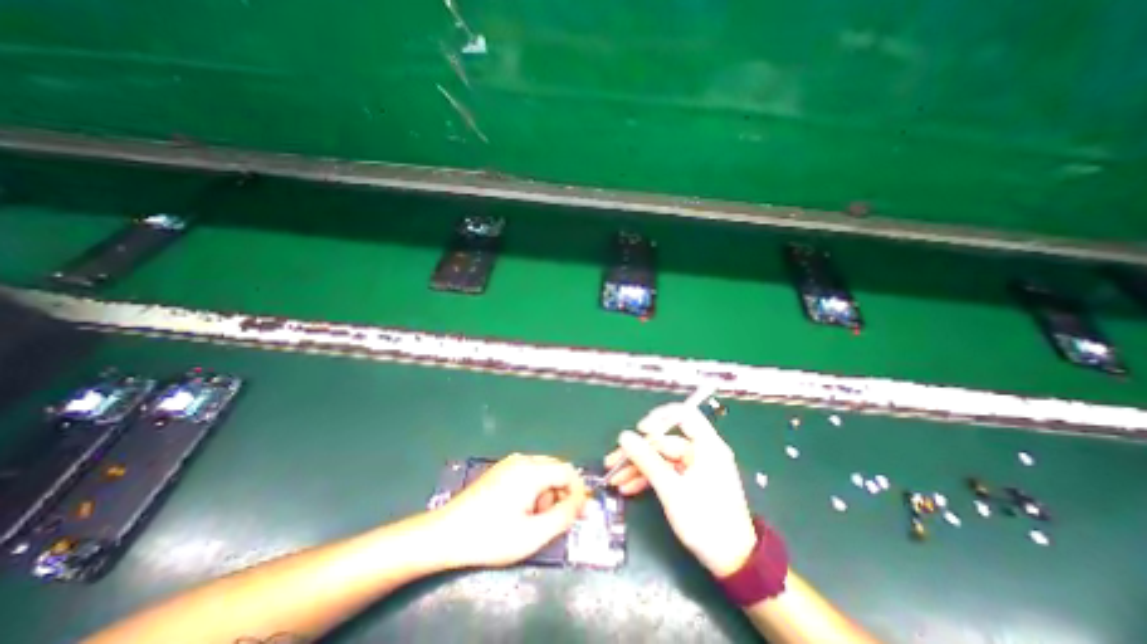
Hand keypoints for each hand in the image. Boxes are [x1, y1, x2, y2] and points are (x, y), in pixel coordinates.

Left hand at [433, 452, 586, 567]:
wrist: (446, 533)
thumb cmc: (490, 536)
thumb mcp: (532, 534)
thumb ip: (562, 516)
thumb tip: (582, 502)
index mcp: (532, 471)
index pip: (568, 471)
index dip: (578, 491)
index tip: (579, 514)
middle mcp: (523, 459)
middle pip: (556, 469)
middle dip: (562, 492)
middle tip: (557, 520)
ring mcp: (510, 462)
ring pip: (543, 470)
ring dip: (548, 491)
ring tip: (536, 519)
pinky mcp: (501, 469)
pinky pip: (529, 472)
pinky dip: (535, 488)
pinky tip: (522, 509)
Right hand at [605, 402, 760, 577]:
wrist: (733, 562)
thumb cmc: (705, 521)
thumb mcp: (671, 489)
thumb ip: (646, 460)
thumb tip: (624, 436)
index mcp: (706, 445)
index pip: (683, 414)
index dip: (659, 417)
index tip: (641, 429)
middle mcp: (701, 451)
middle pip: (664, 441)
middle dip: (638, 452)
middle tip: (614, 461)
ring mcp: (695, 467)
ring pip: (661, 458)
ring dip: (638, 468)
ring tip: (615, 479)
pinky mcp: (690, 481)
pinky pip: (666, 472)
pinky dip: (649, 478)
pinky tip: (629, 487)